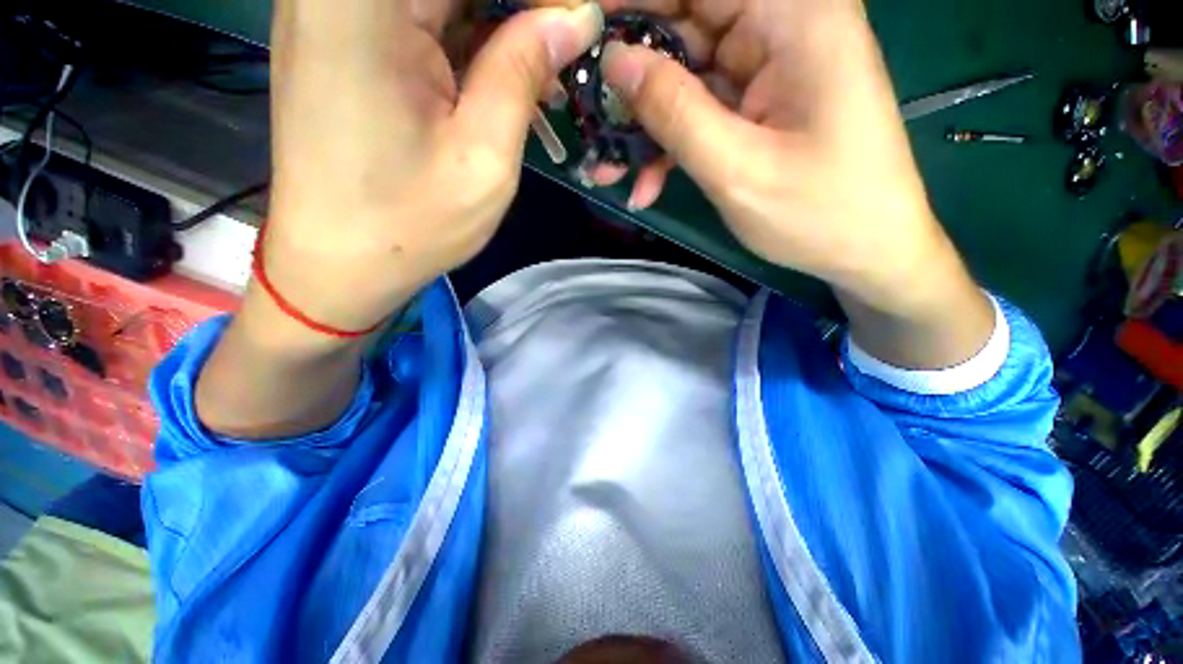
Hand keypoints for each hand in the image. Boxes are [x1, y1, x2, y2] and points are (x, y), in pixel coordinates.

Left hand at [263, 0, 603, 334]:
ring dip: (500, 19)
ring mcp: (335, 10)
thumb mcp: (483, 158)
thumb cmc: (410, 224)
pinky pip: (421, 15)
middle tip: (571, 35)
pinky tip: (509, 63)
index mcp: (363, 4)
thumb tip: (576, 17)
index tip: (580, 17)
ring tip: (547, 58)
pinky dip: (470, 33)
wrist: (336, 263)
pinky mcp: (343, 38)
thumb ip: (523, 74)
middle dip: (522, 8)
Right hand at [598, 0, 993, 366]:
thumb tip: (615, 62)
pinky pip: (701, 112)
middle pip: (685, 25)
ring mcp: (769, 69)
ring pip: (685, 77)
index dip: (634, 2)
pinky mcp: (760, 105)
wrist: (867, 251)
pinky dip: (670, 146)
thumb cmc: (818, 213)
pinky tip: (647, 185)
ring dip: (644, 126)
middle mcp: (782, 26)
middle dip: (631, 77)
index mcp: (794, 16)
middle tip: (588, 117)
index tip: (582, 33)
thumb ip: (674, 112)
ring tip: (608, 169)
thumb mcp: (736, 169)